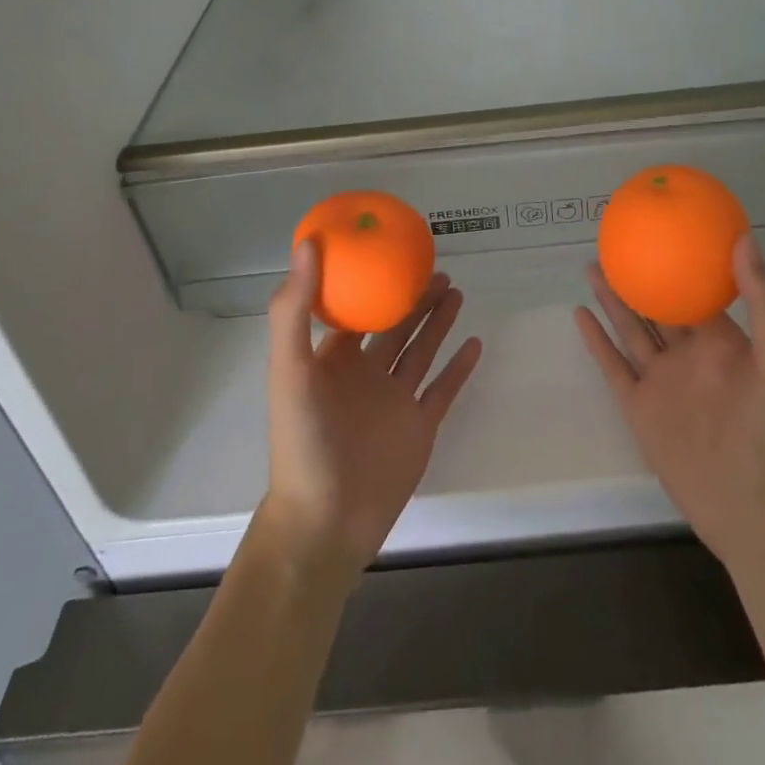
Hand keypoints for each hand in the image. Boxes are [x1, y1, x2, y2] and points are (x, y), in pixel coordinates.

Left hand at [263, 241, 482, 580]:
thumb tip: (307, 244)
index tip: (387, 253)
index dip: (368, 283)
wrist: (326, 520)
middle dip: (413, 298)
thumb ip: (294, 309)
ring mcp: (394, 402)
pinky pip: (443, 389)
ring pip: (421, 351)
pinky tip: (475, 342)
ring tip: (455, 290)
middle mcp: (365, 375)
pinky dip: (458, 367)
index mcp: (333, 360)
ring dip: (437, 322)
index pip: (353, 311)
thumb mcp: (290, 367)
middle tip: (436, 269)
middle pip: (395, 326)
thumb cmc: (303, 440)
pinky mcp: (419, 428)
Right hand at [575, 235, 764, 570]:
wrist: (749, 508)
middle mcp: (687, 355)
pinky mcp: (639, 407)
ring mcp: (660, 381)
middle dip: (638, 276)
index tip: (664, 232)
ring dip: (612, 299)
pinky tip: (580, 314)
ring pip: (630, 329)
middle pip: (656, 306)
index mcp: (720, 342)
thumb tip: (743, 239)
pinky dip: (596, 340)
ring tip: (593, 267)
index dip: (681, 262)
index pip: (697, 292)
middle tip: (615, 243)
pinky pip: (613, 365)